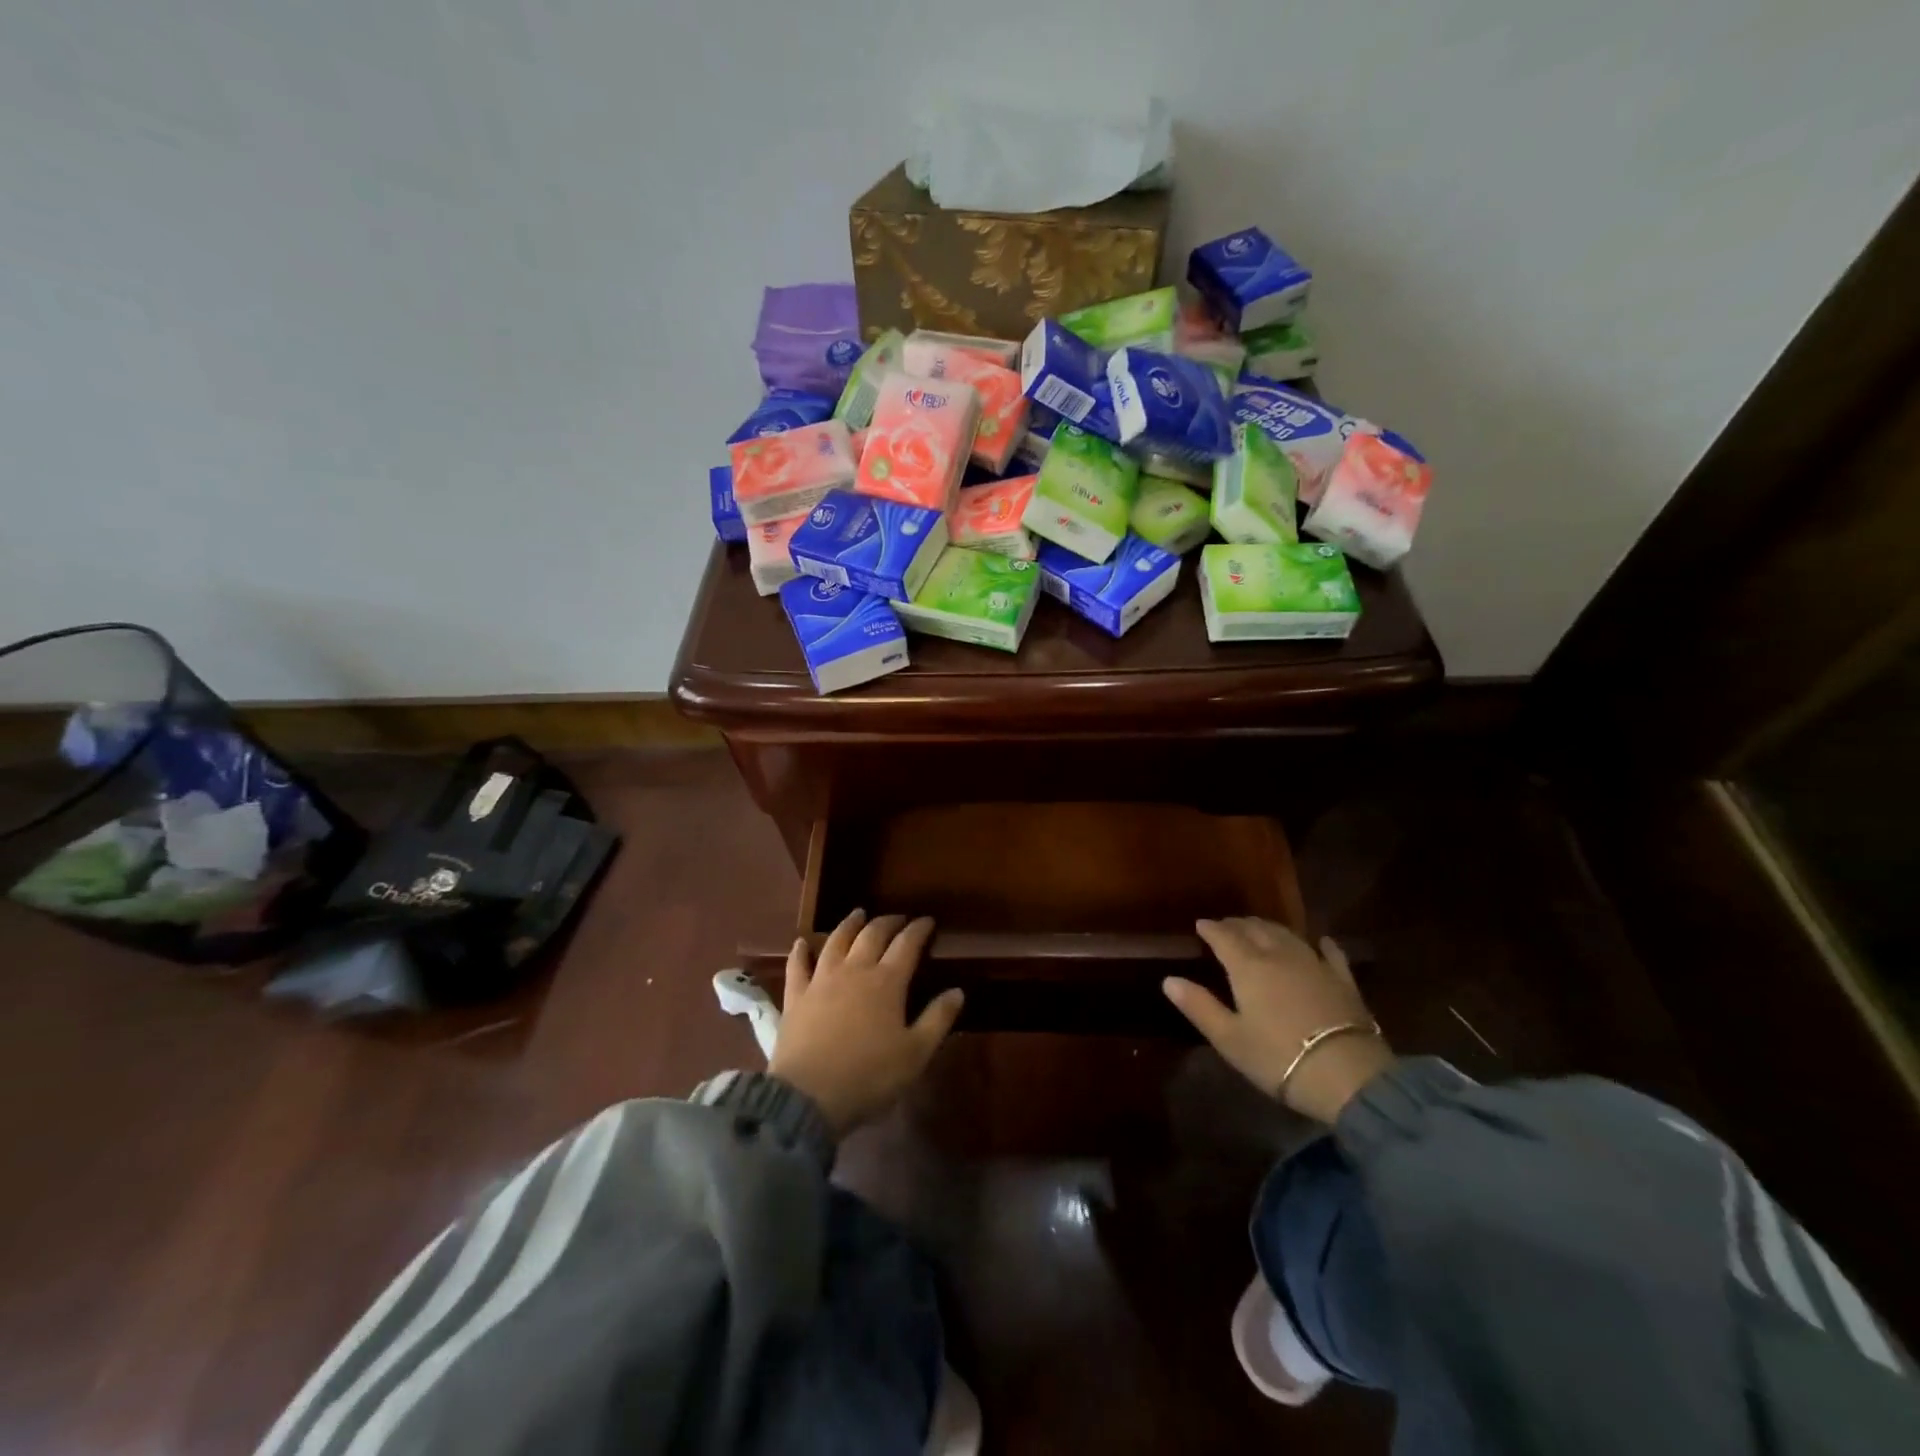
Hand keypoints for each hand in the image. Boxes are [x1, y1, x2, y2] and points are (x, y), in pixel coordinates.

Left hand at [767, 910, 962, 1134]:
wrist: (809, 1096)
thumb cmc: (869, 1076)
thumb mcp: (915, 1054)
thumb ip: (938, 1019)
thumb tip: (958, 991)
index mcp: (887, 982)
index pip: (907, 944)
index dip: (919, 930)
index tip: (928, 921)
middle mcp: (855, 970)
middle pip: (872, 935)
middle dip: (888, 922)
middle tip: (898, 918)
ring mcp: (821, 980)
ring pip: (836, 941)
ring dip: (849, 924)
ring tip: (858, 914)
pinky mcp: (796, 996)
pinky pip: (797, 965)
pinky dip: (800, 951)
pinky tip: (802, 943)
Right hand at [1163, 918, 1394, 1123]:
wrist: (1347, 1075)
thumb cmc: (1278, 1058)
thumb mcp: (1229, 1038)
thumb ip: (1199, 1006)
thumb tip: (1169, 980)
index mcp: (1248, 967)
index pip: (1225, 937)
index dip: (1211, 929)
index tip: (1201, 925)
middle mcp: (1279, 955)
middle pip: (1256, 929)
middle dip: (1238, 925)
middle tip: (1226, 925)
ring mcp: (1315, 964)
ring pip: (1288, 935)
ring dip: (1270, 928)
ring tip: (1259, 928)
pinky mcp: (1343, 980)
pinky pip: (1330, 953)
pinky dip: (1320, 944)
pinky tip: (1320, 941)